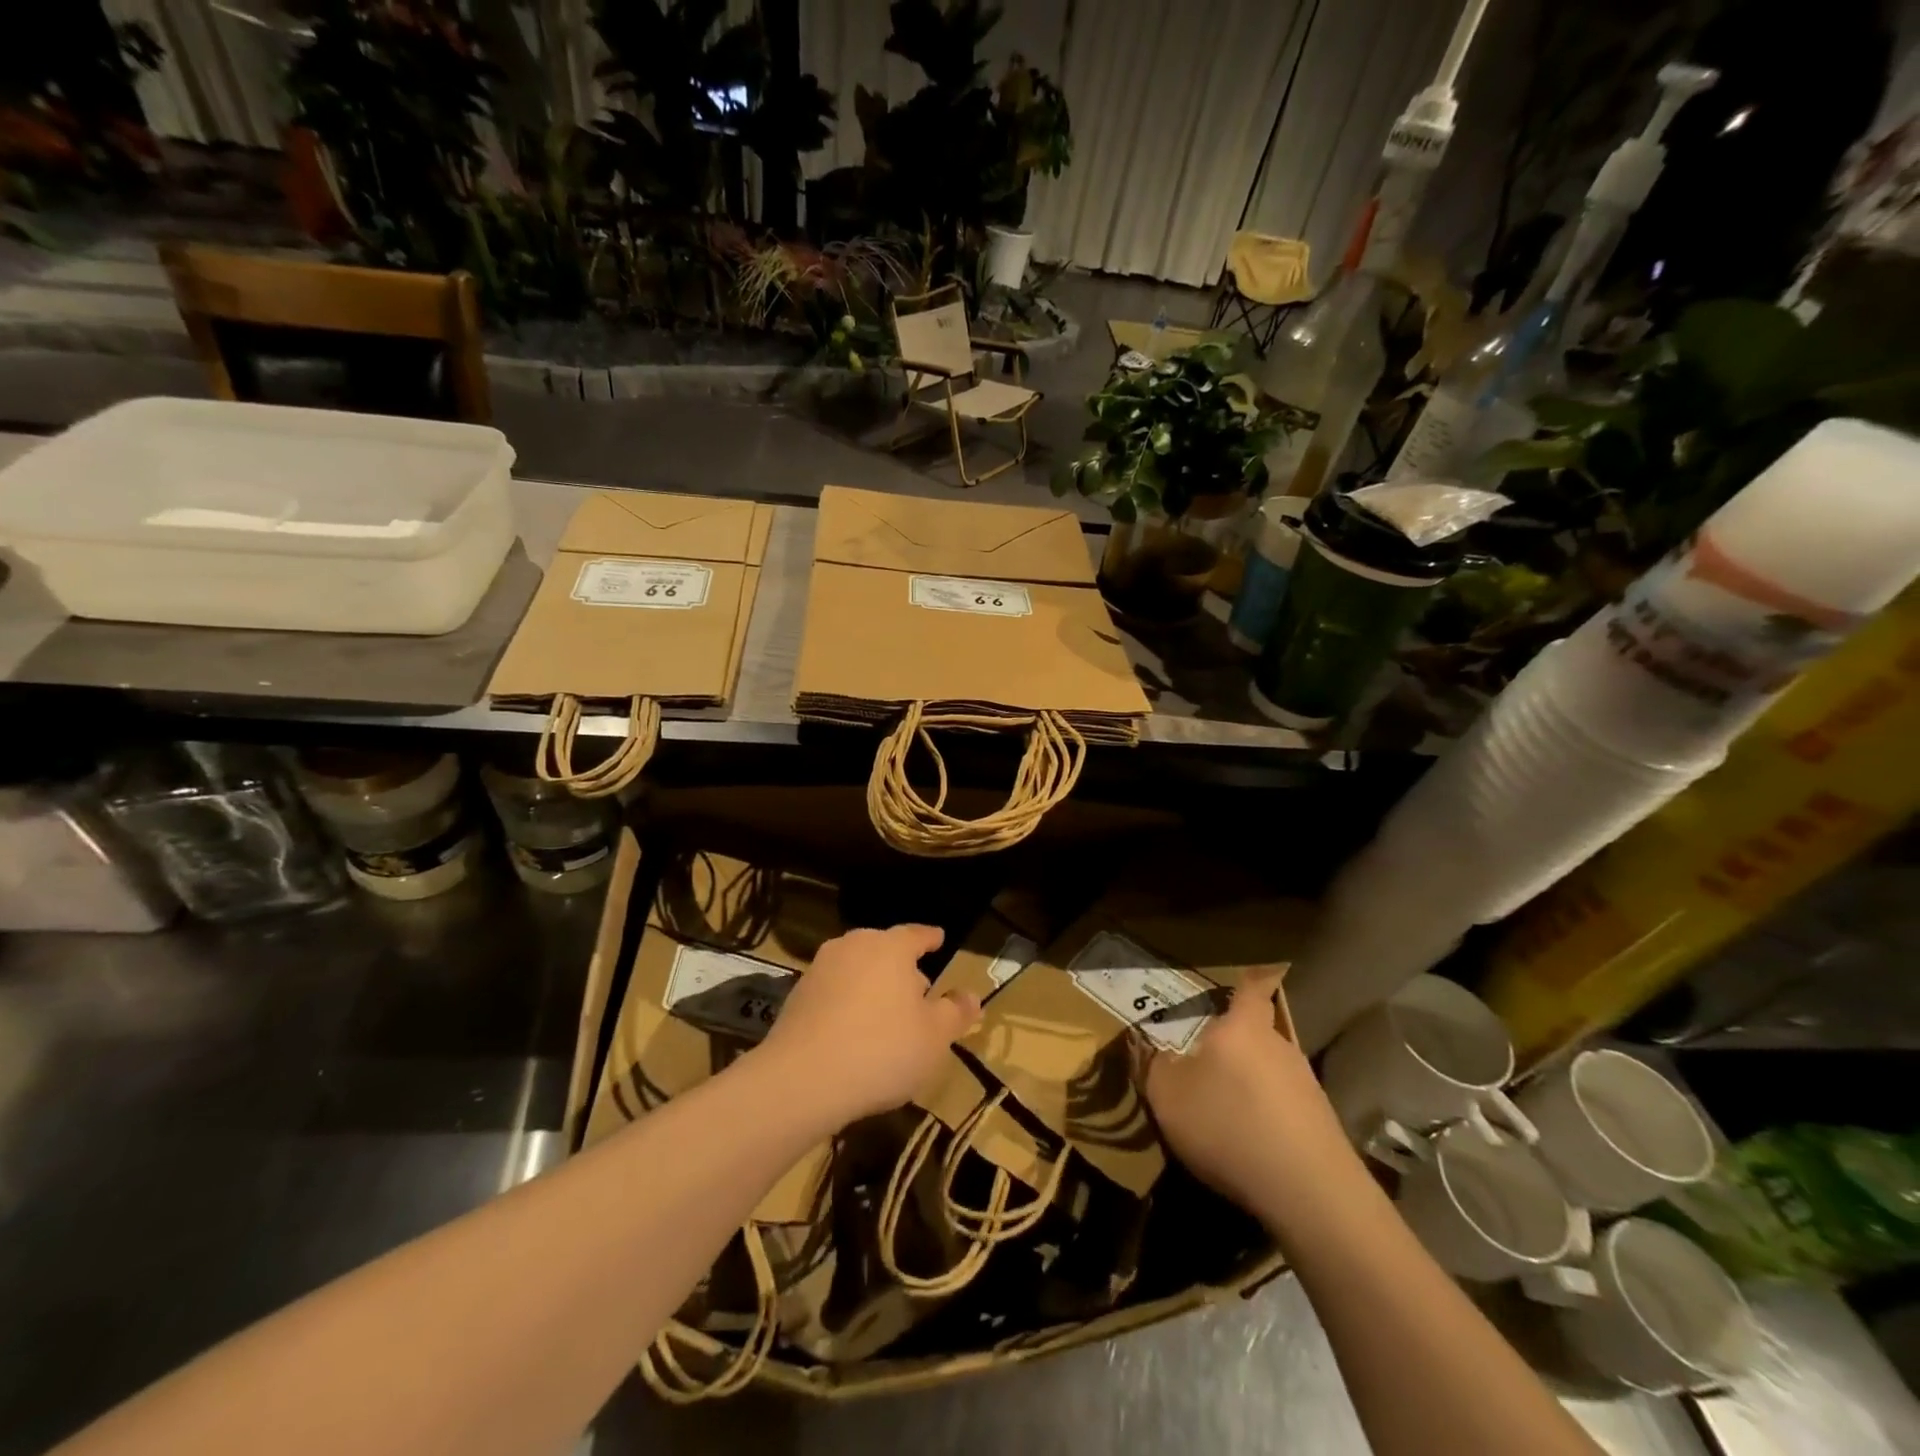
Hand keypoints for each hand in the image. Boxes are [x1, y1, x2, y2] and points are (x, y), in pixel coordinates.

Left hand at [755, 924, 980, 1125]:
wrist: (802, 1079)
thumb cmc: (882, 1050)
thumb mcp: (934, 1037)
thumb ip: (955, 1012)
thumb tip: (971, 996)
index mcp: (890, 947)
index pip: (916, 934)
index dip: (930, 938)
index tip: (939, 939)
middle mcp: (854, 946)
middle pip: (884, 949)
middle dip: (902, 967)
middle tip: (918, 990)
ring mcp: (820, 969)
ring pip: (857, 969)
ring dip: (873, 985)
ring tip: (886, 1015)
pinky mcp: (797, 995)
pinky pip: (834, 991)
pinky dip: (848, 1003)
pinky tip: (853, 1033)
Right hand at [1142, 972, 1352, 1210]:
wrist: (1310, 1193)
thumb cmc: (1229, 1124)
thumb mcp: (1168, 1095)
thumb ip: (1154, 1066)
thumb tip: (1149, 1047)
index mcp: (1244, 1027)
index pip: (1251, 988)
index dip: (1248, 980)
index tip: (1248, 974)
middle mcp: (1280, 1046)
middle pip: (1257, 1034)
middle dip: (1233, 1046)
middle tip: (1204, 1064)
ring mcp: (1307, 1086)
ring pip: (1270, 1072)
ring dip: (1249, 1086)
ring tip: (1223, 1114)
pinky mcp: (1321, 1125)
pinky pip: (1284, 1108)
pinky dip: (1265, 1118)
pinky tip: (1250, 1146)